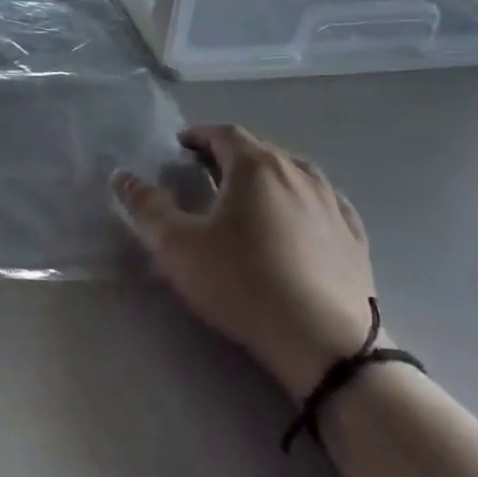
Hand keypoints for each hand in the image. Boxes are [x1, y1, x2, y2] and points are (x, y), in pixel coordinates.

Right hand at [115, 124, 376, 400]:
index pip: (223, 133)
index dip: (199, 135)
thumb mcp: (177, 246)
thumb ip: (146, 206)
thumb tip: (122, 176)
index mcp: (255, 166)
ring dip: (266, 176)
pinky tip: (296, 220)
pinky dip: (300, 201)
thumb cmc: (242, 282)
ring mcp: (332, 203)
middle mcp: (298, 172)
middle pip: (259, 150)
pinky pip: (322, 203)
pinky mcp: (354, 237)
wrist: (325, 343)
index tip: (181, 147)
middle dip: (229, 155)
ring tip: (248, 196)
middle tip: (205, 172)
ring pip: (294, 173)